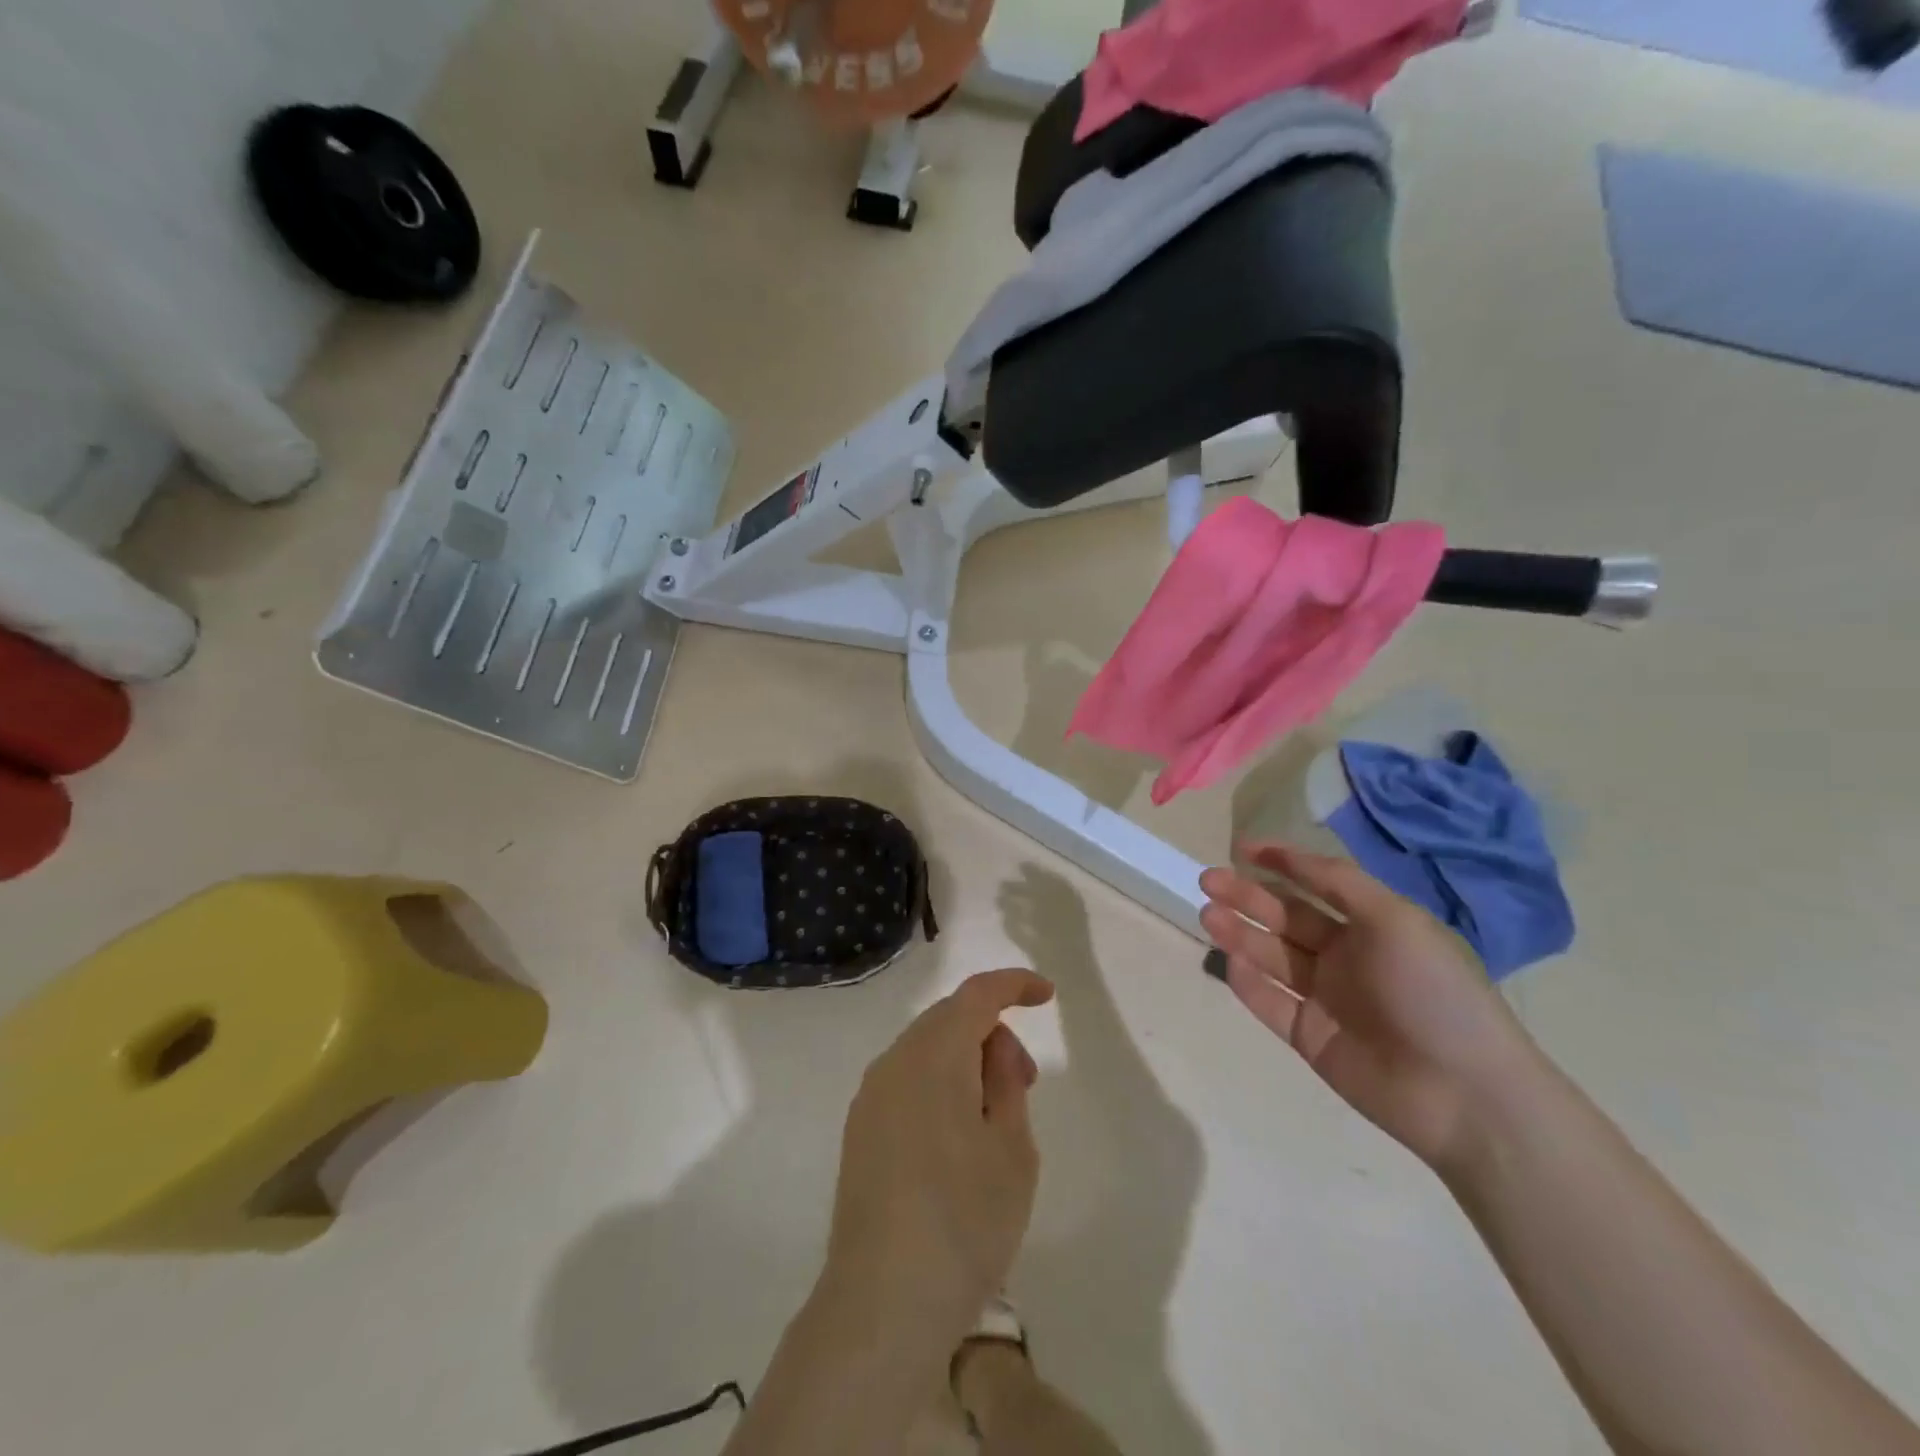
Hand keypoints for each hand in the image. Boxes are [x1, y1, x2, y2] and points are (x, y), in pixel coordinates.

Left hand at [821, 968, 1054, 1343]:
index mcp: (933, 1055)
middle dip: (992, 1032)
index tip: (1047, 996)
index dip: (1014, 984)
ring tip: (996, 1115)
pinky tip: (957, 1136)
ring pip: (926, 1050)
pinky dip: (938, 1084)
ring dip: (965, 1061)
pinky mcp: (859, 1130)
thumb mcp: (1011, 1148)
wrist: (883, 1303)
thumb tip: (993, 1046)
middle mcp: (894, 1061)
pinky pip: (906, 1081)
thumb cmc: (964, 1220)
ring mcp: (870, 1096)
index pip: (977, 994)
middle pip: (949, 1019)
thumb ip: (1005, 1080)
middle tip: (1025, 1081)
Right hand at [1199, 843, 1536, 1172]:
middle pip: (1286, 918)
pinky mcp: (1309, 1036)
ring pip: (1271, 956)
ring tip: (1207, 914)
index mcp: (1373, 926)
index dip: (1282, 863)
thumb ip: (1340, 883)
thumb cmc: (1434, 992)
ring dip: (1239, 933)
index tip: (1242, 848)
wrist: (1464, 1094)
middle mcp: (1346, 957)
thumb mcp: (1395, 920)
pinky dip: (1248, 982)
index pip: (1318, 885)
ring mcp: (1325, 998)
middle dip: (1247, 896)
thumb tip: (1290, 855)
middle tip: (1208, 880)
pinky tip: (1231, 962)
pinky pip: (1269, 1002)